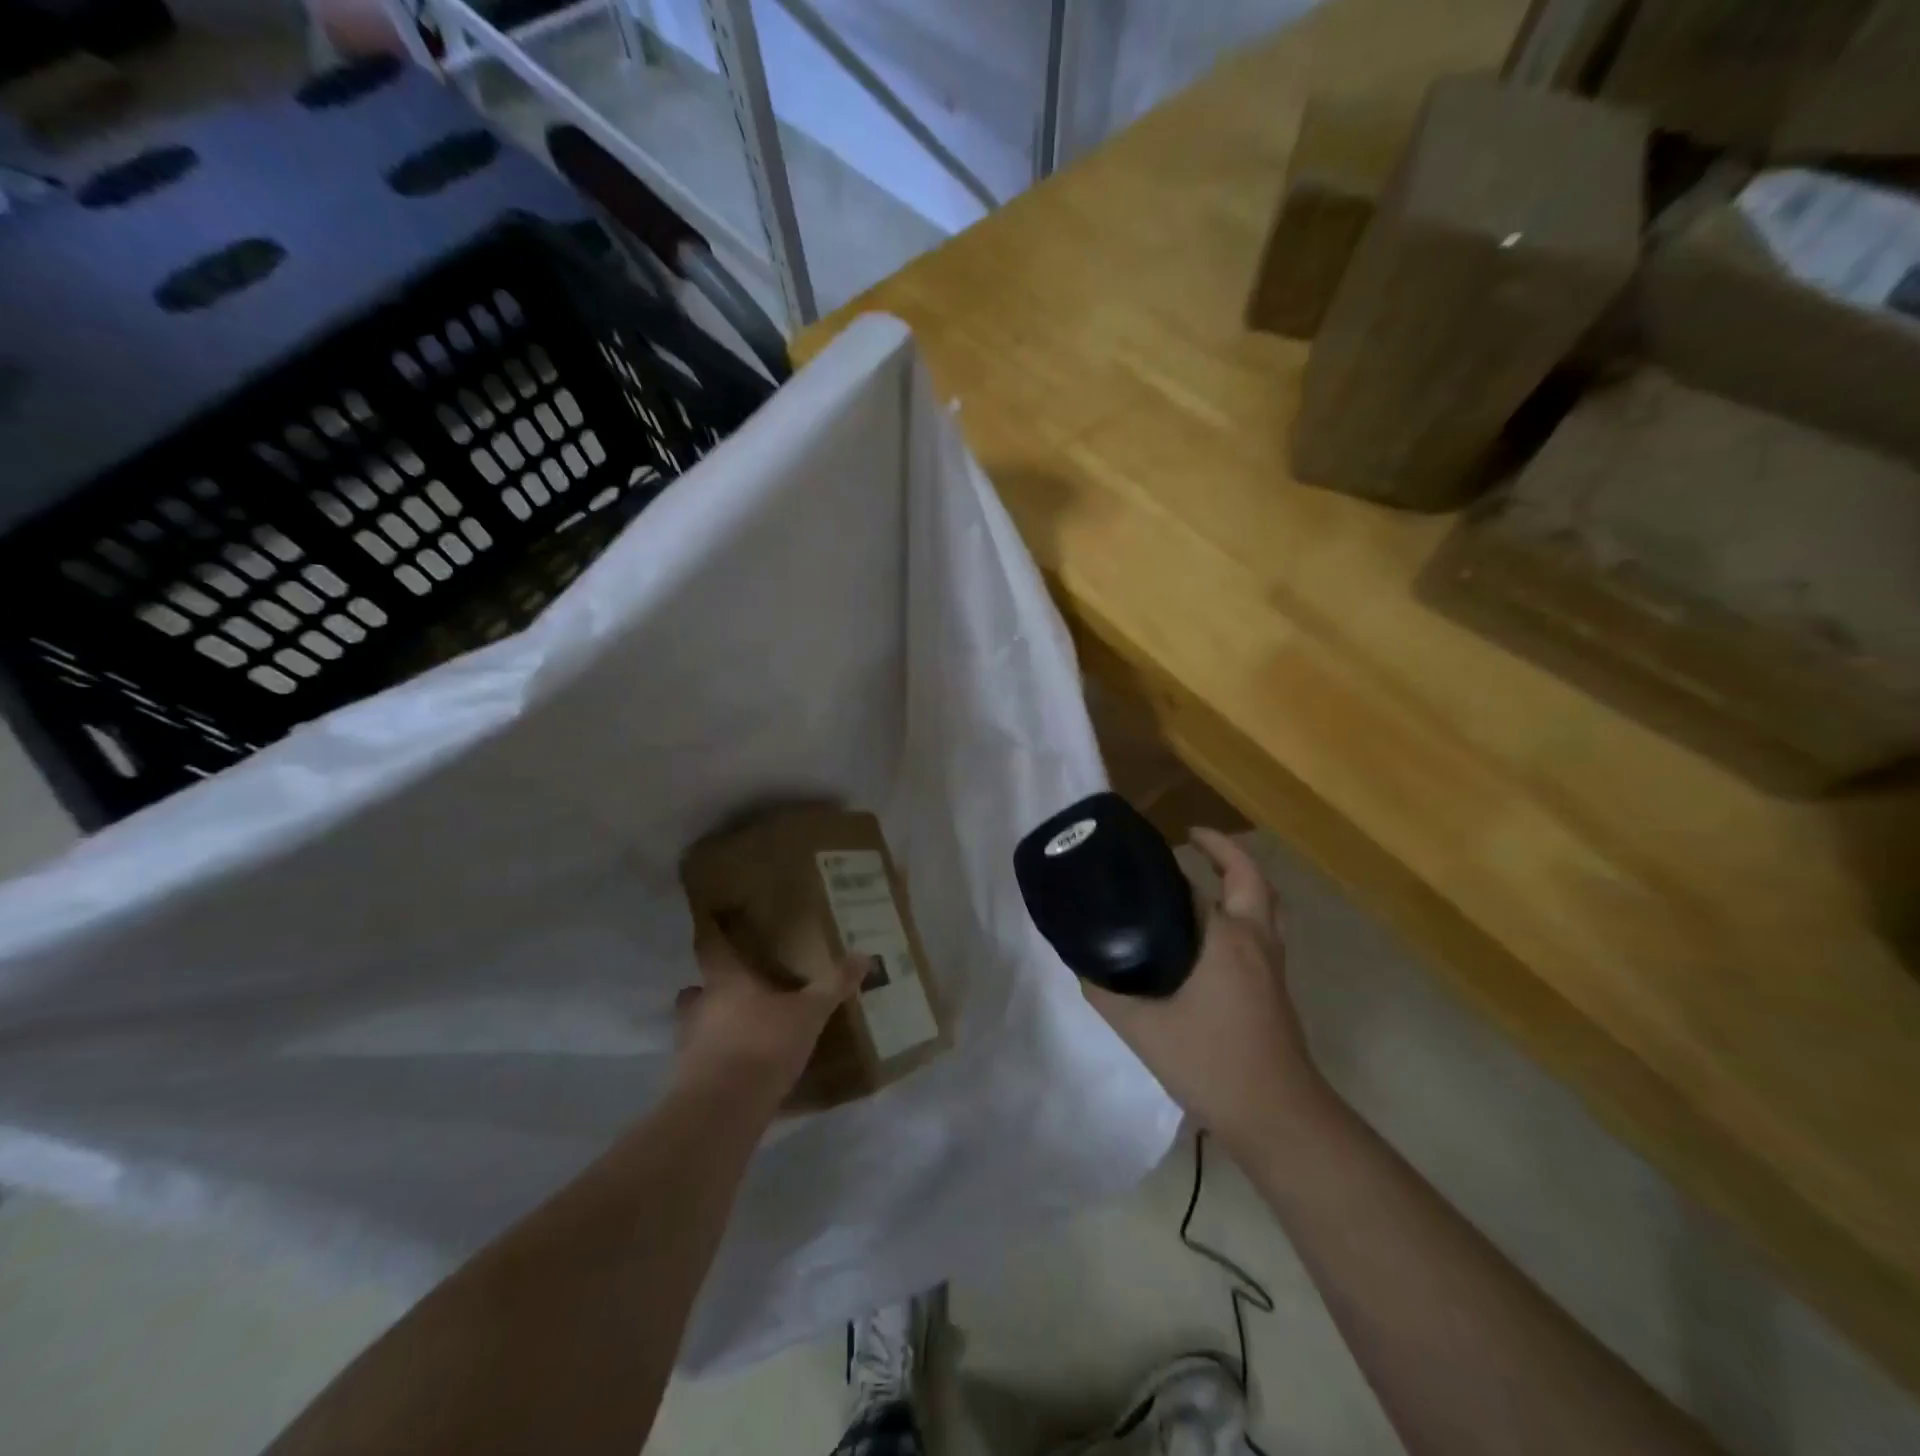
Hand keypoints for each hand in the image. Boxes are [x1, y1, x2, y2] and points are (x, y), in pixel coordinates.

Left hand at [674, 913, 862, 1101]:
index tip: (717, 925)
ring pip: (699, 1024)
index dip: (712, 934)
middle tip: (744, 989)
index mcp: (724, 980)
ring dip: (717, 1025)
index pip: (709, 946)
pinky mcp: (688, 1080)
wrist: (722, 1111)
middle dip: (717, 988)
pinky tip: (744, 1068)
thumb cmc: (763, 1045)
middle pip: (699, 988)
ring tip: (747, 1030)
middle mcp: (699, 1005)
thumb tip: (864, 956)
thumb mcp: (809, 1013)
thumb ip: (833, 985)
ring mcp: (688, 1044)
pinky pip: (704, 1060)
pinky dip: (720, 1060)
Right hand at [1085, 828, 1324, 1149]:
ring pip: (1266, 904)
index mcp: (1226, 938)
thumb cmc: (1212, 1063)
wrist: (1278, 1117)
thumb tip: (1081, 963)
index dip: (1174, 864)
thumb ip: (1106, 991)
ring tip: (1207, 875)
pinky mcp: (1276, 987)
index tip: (1149, 849)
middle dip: (1224, 852)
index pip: (1200, 884)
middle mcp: (1256, 940)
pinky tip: (1211, 934)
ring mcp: (1272, 965)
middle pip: (1251, 878)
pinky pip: (1264, 929)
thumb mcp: (1143, 1028)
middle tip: (1190, 842)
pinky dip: (1245, 910)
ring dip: (1241, 880)